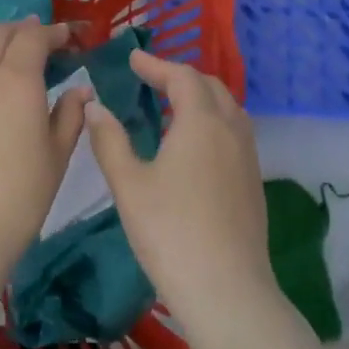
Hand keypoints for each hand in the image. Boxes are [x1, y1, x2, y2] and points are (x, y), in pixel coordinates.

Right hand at [82, 49, 277, 328]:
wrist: (226, 289)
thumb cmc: (170, 231)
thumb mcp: (129, 184)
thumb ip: (109, 140)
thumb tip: (95, 105)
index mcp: (202, 122)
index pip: (181, 76)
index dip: (155, 64)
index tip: (132, 59)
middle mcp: (231, 130)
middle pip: (210, 87)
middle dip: (180, 77)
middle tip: (151, 80)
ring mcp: (248, 156)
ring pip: (227, 109)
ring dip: (200, 98)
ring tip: (170, 108)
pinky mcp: (253, 181)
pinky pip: (234, 132)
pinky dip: (212, 121)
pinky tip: (192, 146)